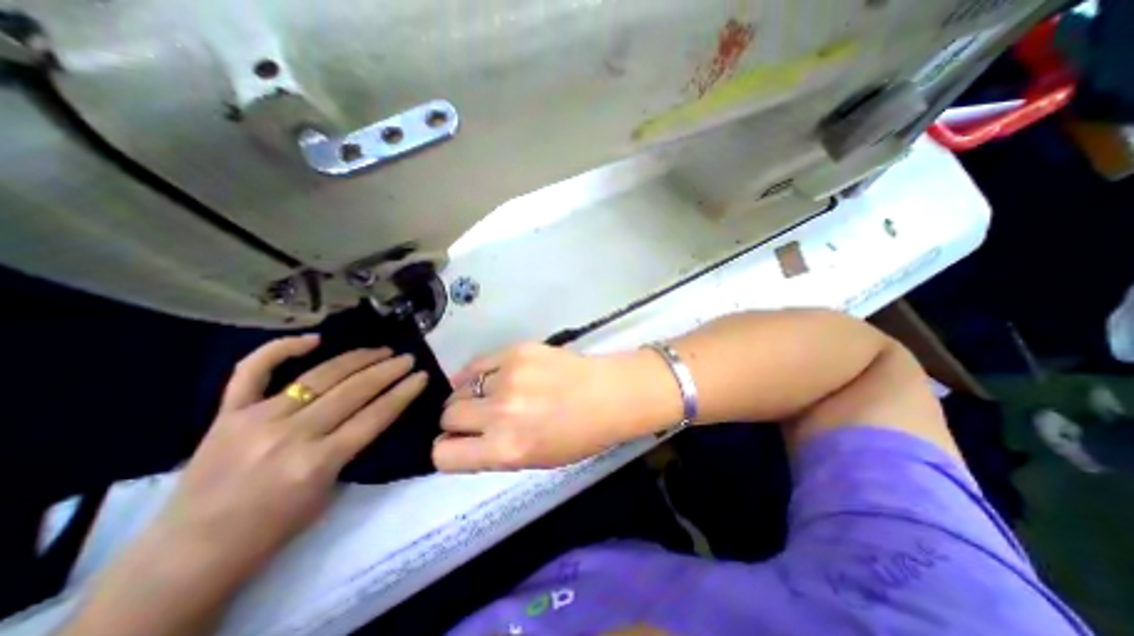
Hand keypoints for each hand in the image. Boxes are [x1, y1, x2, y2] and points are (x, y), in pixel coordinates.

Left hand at [143, 338, 424, 581]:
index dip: (404, 392)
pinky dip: (281, 349)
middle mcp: (290, 435)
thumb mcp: (329, 490)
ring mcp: (256, 420)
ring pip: (319, 376)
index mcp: (318, 462)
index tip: (422, 375)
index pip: (376, 415)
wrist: (192, 553)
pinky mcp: (227, 414)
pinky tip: (314, 339)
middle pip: (354, 390)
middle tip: (407, 358)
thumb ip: (350, 448)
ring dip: (357, 359)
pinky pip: (253, 371)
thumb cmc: (274, 528)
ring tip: (381, 350)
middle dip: (388, 370)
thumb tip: (372, 411)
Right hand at [430, 343, 675, 471]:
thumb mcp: (534, 459)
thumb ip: (495, 451)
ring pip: (459, 387)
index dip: (448, 450)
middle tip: (478, 416)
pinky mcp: (515, 350)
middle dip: (458, 420)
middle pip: (448, 415)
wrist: (609, 394)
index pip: (443, 455)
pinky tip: (492, 376)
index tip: (458, 443)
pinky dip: (478, 373)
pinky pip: (478, 363)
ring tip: (492, 394)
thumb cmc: (579, 436)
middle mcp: (500, 413)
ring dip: (470, 394)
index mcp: (506, 450)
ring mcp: (507, 376)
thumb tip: (464, 439)